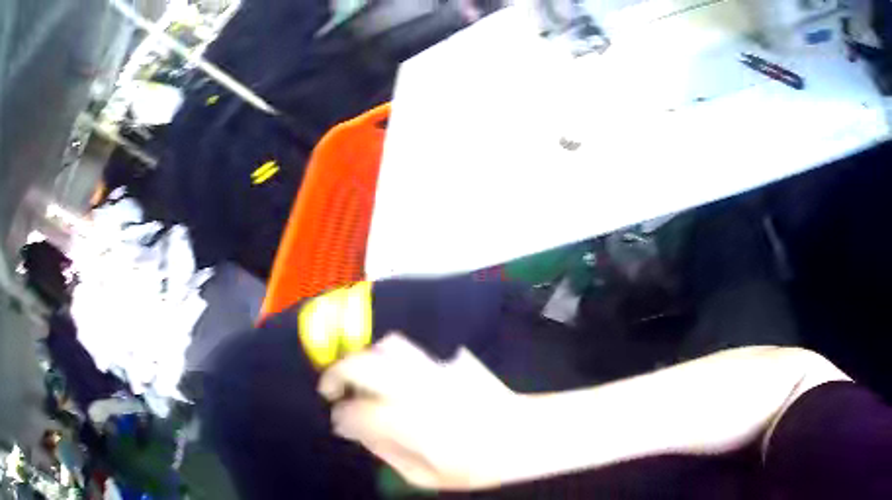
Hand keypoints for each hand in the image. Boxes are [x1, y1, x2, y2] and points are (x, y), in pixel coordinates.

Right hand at [318, 333, 518, 490]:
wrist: (522, 437)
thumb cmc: (474, 466)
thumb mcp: (424, 476)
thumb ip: (386, 452)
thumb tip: (360, 433)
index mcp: (404, 422)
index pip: (354, 411)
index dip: (340, 417)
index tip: (339, 422)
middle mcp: (413, 388)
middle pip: (360, 365)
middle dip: (335, 373)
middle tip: (331, 388)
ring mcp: (434, 368)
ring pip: (388, 345)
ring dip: (366, 358)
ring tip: (363, 375)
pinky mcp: (452, 359)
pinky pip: (416, 351)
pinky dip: (398, 359)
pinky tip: (400, 375)